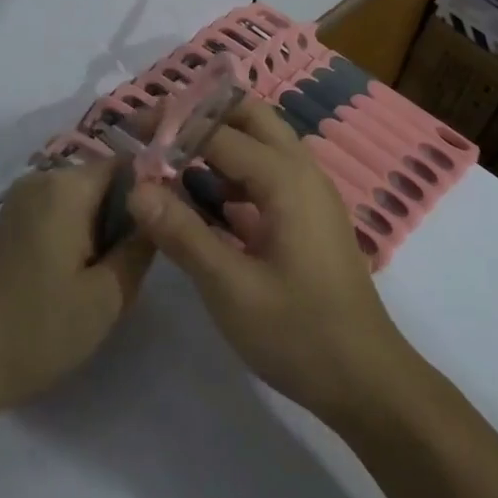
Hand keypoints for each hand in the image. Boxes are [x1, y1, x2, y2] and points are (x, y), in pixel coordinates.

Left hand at [0, 164, 152, 418]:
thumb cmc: (40, 328)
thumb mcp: (107, 296)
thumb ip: (141, 246)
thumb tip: (158, 210)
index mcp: (66, 187)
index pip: (126, 165)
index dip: (150, 193)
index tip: (163, 231)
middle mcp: (40, 181)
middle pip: (101, 182)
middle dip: (122, 217)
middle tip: (130, 267)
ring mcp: (17, 202)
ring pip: (79, 201)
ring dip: (98, 230)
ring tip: (101, 279)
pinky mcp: (5, 225)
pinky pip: (54, 214)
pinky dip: (72, 236)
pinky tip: (70, 280)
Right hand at [125, 96, 413, 422]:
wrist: (368, 381)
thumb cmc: (299, 334)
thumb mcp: (230, 289)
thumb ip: (182, 234)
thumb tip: (135, 187)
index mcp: (284, 178)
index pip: (217, 131)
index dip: (171, 128)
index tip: (129, 134)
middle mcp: (302, 170)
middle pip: (249, 116)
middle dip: (200, 116)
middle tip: (155, 135)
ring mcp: (310, 192)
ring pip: (260, 142)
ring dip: (217, 141)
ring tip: (170, 160)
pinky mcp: (309, 215)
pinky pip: (267, 172)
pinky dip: (233, 171)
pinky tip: (205, 199)